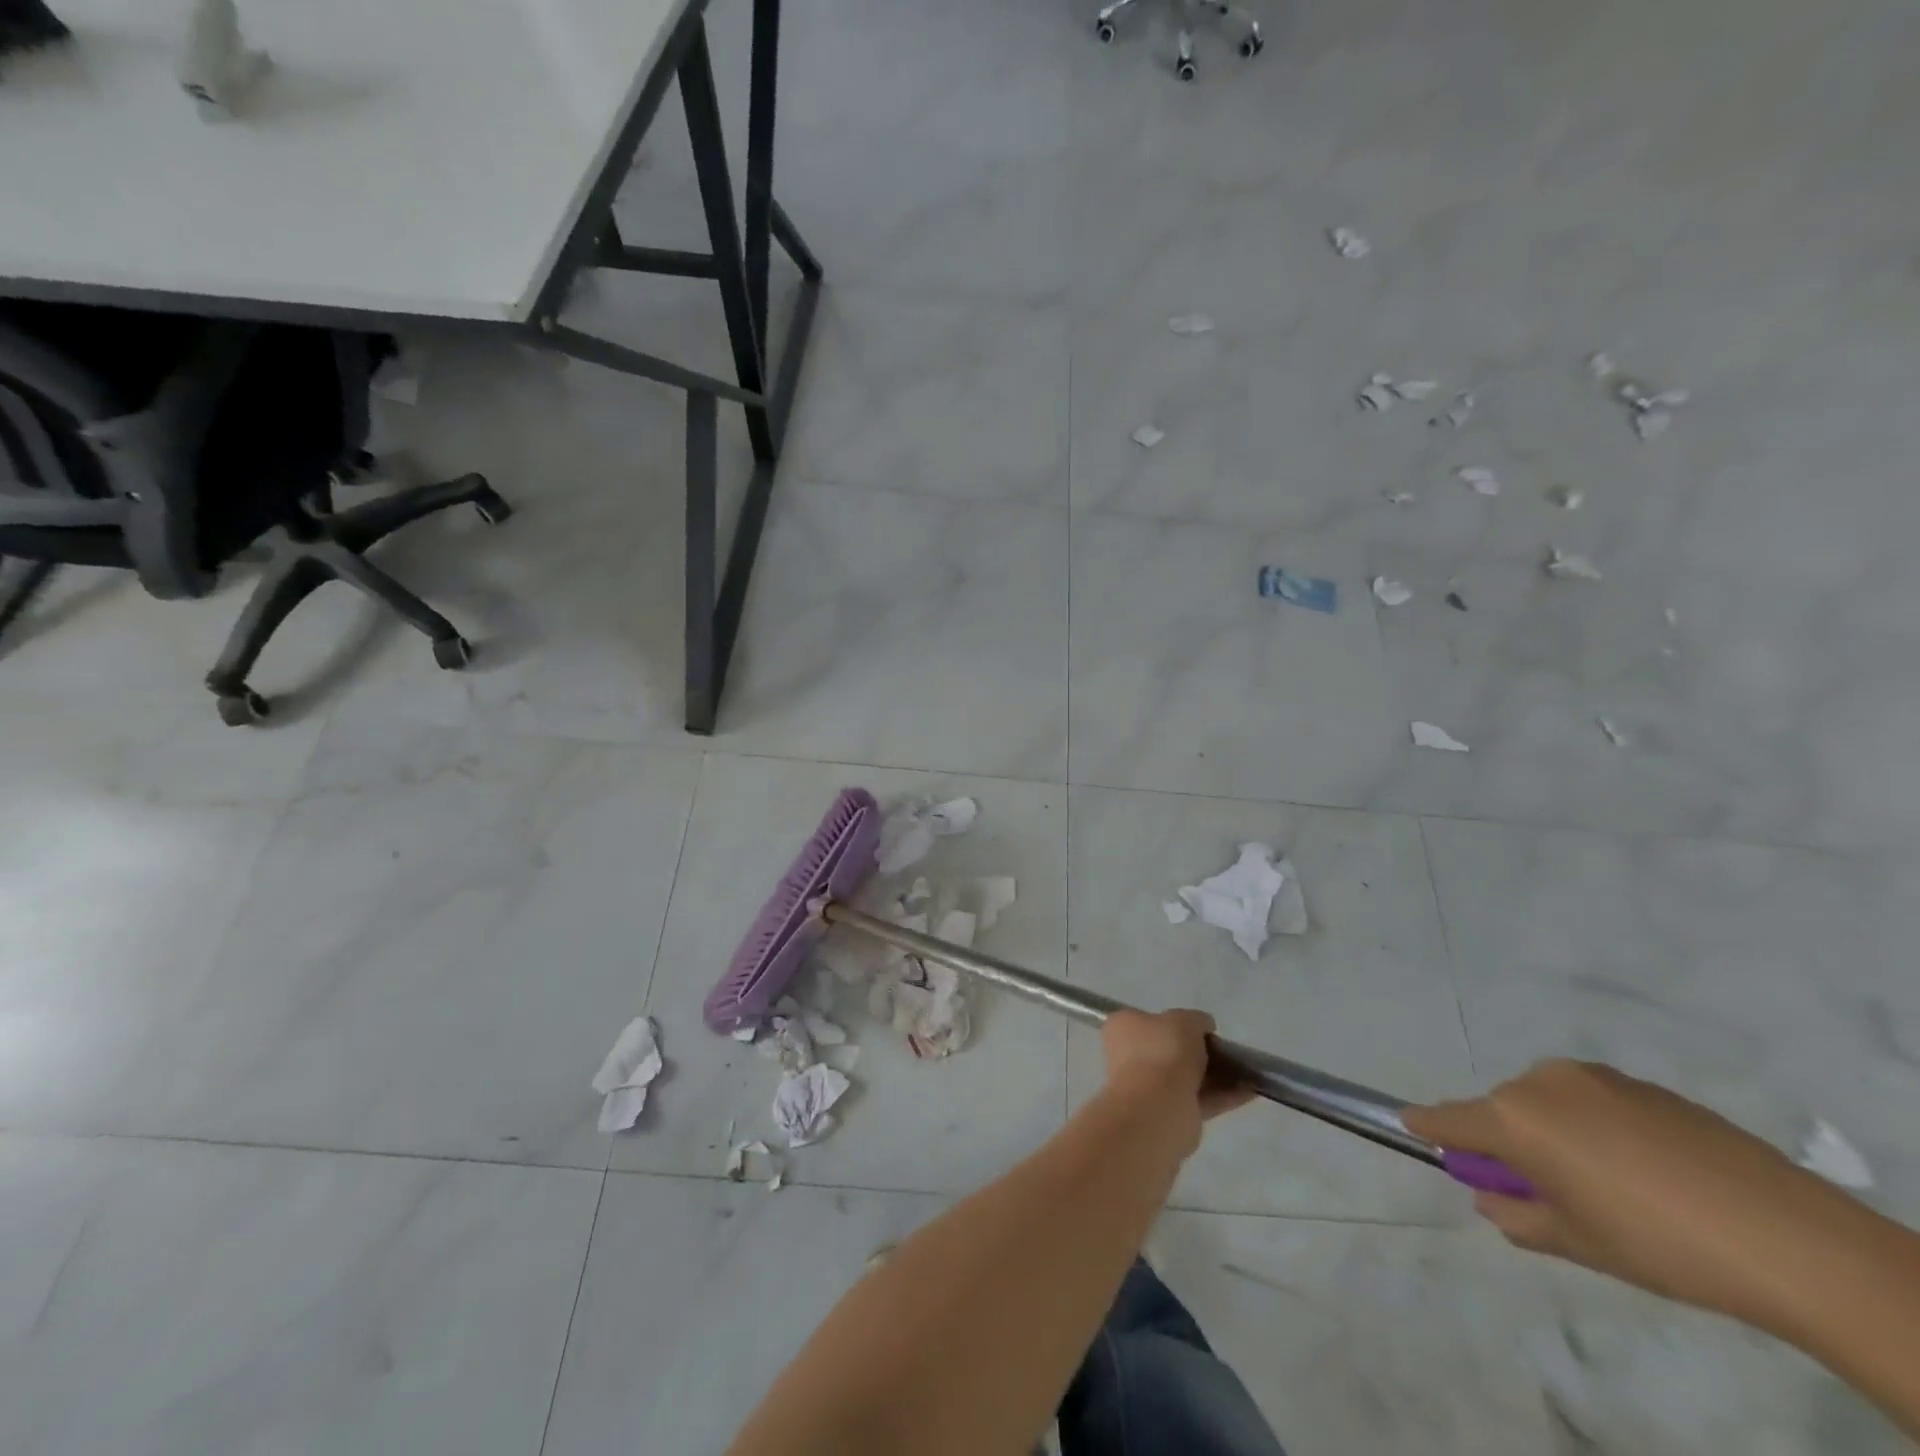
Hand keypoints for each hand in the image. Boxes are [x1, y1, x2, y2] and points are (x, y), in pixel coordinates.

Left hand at [1101, 1008, 1256, 1151]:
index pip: (1148, 1020)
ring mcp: (1147, 1087)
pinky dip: (1223, 1096)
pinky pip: (1199, 1100)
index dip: (1176, 1023)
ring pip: (1186, 1077)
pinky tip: (1249, 1091)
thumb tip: (1203, 1026)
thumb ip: (1196, 1020)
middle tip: (1226, 1051)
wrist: (1157, 1107)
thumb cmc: (1163, 1052)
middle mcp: (1129, 1056)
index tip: (1202, 1030)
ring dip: (1216, 1075)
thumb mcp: (1184, 1020)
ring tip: (1247, 1072)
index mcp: (1123, 1027)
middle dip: (1199, 1052)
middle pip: (1169, 1050)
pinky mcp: (1168, 1114)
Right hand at [1404, 1059, 1844, 1329]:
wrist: (1789, 1238)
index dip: (1428, 1128)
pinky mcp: (1642, 1084)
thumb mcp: (1575, 1244)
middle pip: (1503, 1111)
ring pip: (1549, 1103)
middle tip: (1550, 1194)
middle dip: (1511, 1144)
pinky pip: (1595, 1102)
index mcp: (1515, 1119)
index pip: (1448, 1119)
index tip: (1409, 1126)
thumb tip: (1493, 1198)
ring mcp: (1595, 1077)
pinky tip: (1650, 1172)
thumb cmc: (1657, 1244)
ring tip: (1613, 1186)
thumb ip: (1516, 1215)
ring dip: (1556, 1133)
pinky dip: (1599, 1128)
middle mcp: (1542, 1082)